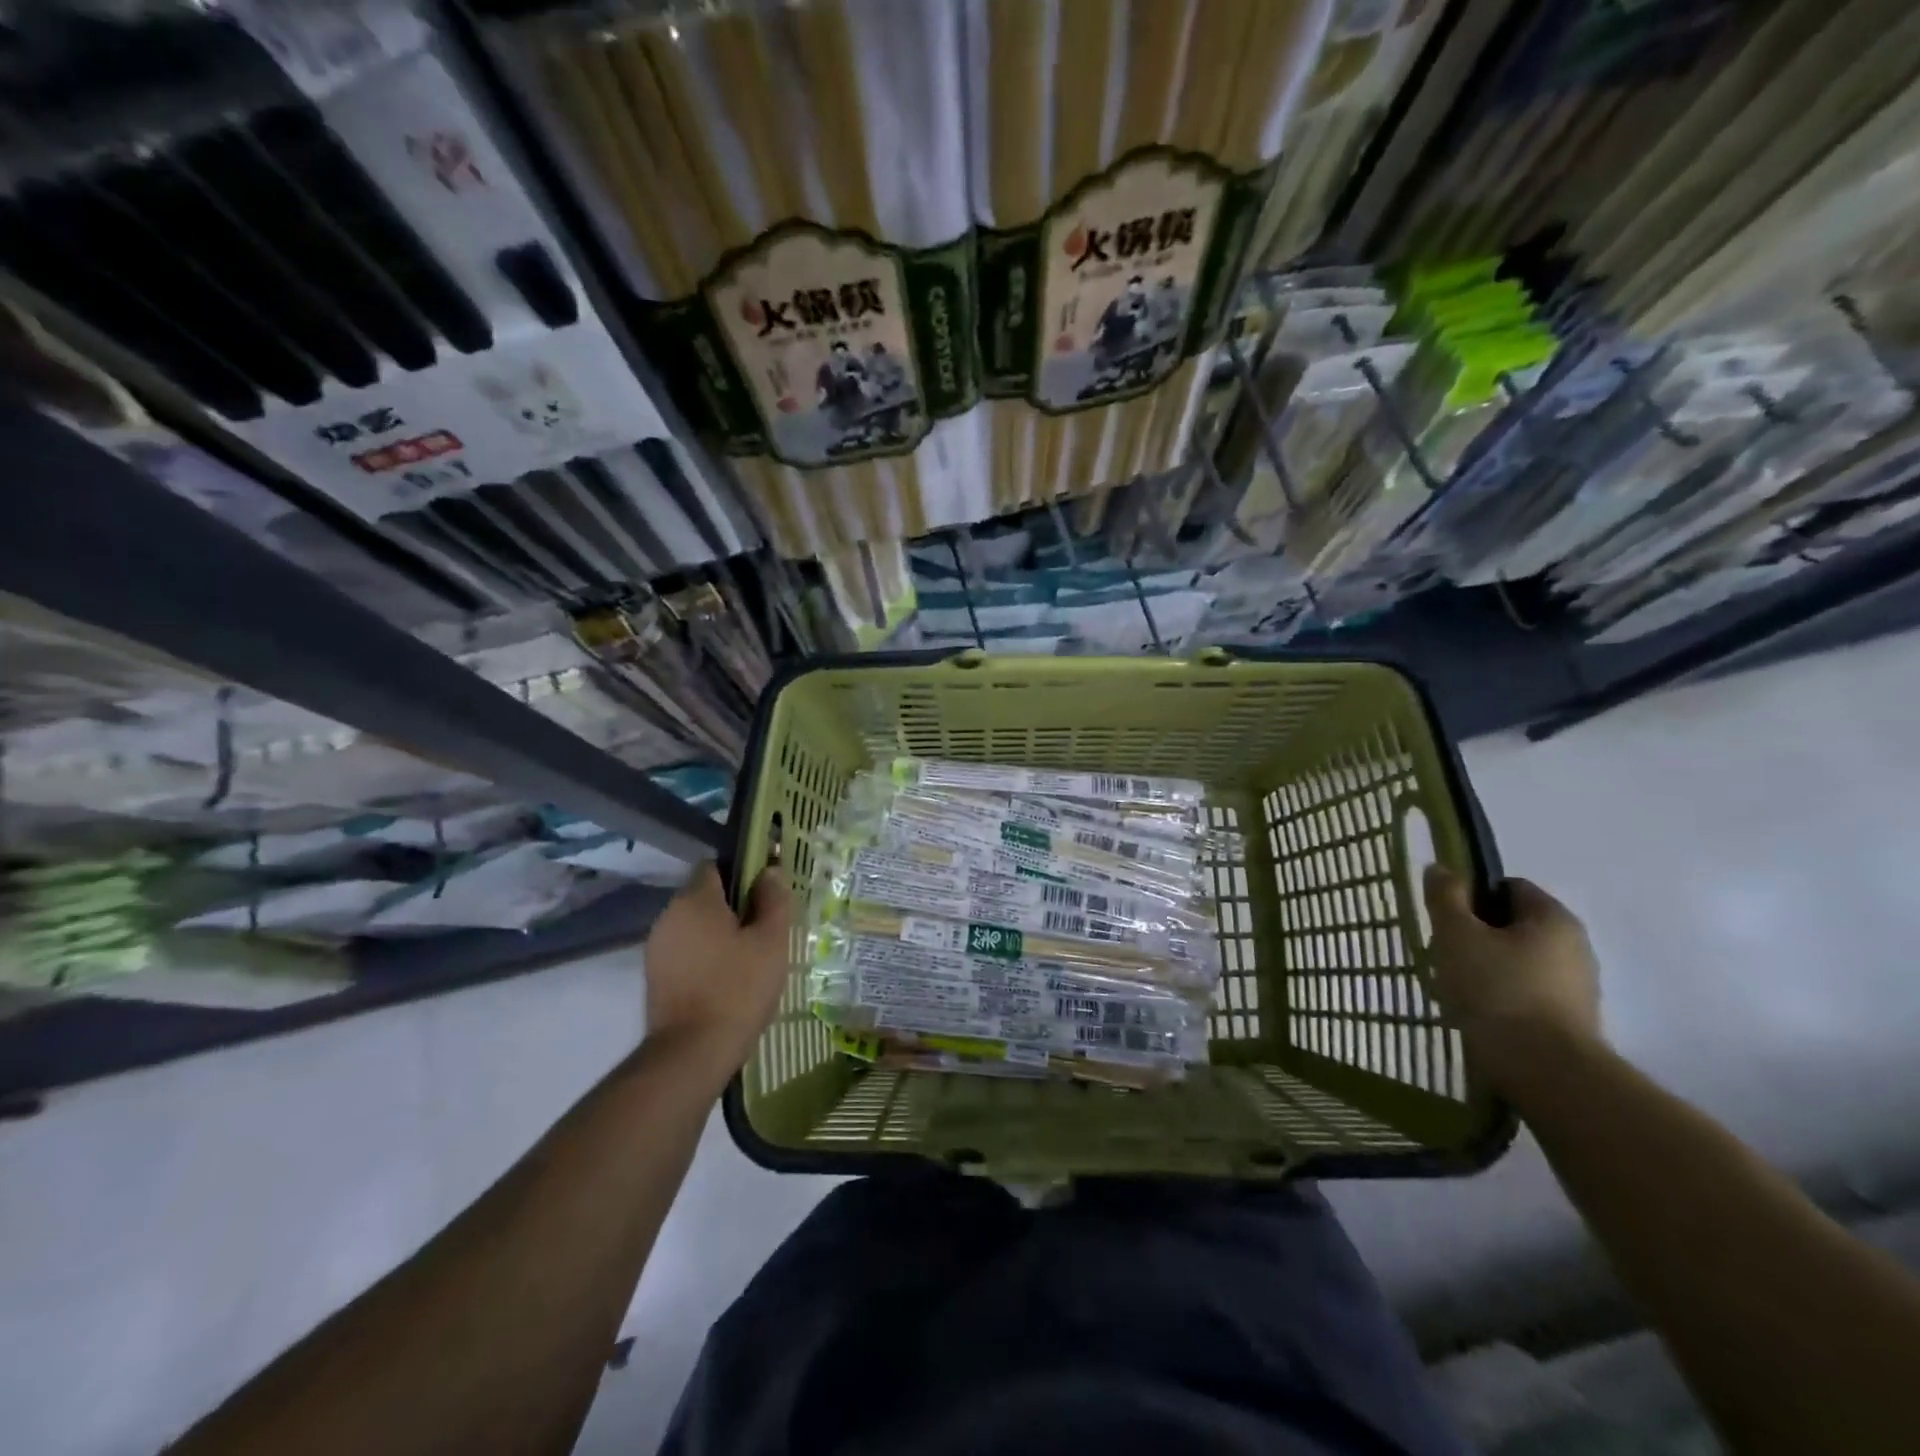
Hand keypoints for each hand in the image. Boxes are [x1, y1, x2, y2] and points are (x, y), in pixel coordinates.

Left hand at [642, 861, 791, 1070]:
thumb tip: (771, 871)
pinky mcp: (655, 977)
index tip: (767, 894)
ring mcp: (657, 948)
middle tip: (766, 931)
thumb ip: (773, 900)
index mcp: (694, 899)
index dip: (743, 873)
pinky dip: (706, 957)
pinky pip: (687, 952)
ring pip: (696, 926)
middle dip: (735, 907)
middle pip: (705, 896)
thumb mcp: (771, 941)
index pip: (716, 865)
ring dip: (720, 934)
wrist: (692, 1053)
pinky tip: (728, 980)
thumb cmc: (737, 988)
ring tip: (750, 959)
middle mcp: (668, 916)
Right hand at [1422, 866, 1602, 1083]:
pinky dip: (1501, 998)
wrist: (1546, 1072)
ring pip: (1517, 962)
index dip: (1471, 896)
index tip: (1446, 920)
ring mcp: (1578, 987)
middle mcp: (1575, 946)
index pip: (1508, 887)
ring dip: (1486, 969)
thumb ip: (1446, 897)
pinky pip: (1526, 994)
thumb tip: (1441, 868)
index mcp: (1553, 917)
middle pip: (1512, 926)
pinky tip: (1478, 1014)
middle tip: (1444, 955)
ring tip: (1456, 990)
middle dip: (1476, 936)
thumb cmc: (1497, 990)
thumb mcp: (1456, 935)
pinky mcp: (1572, 1022)